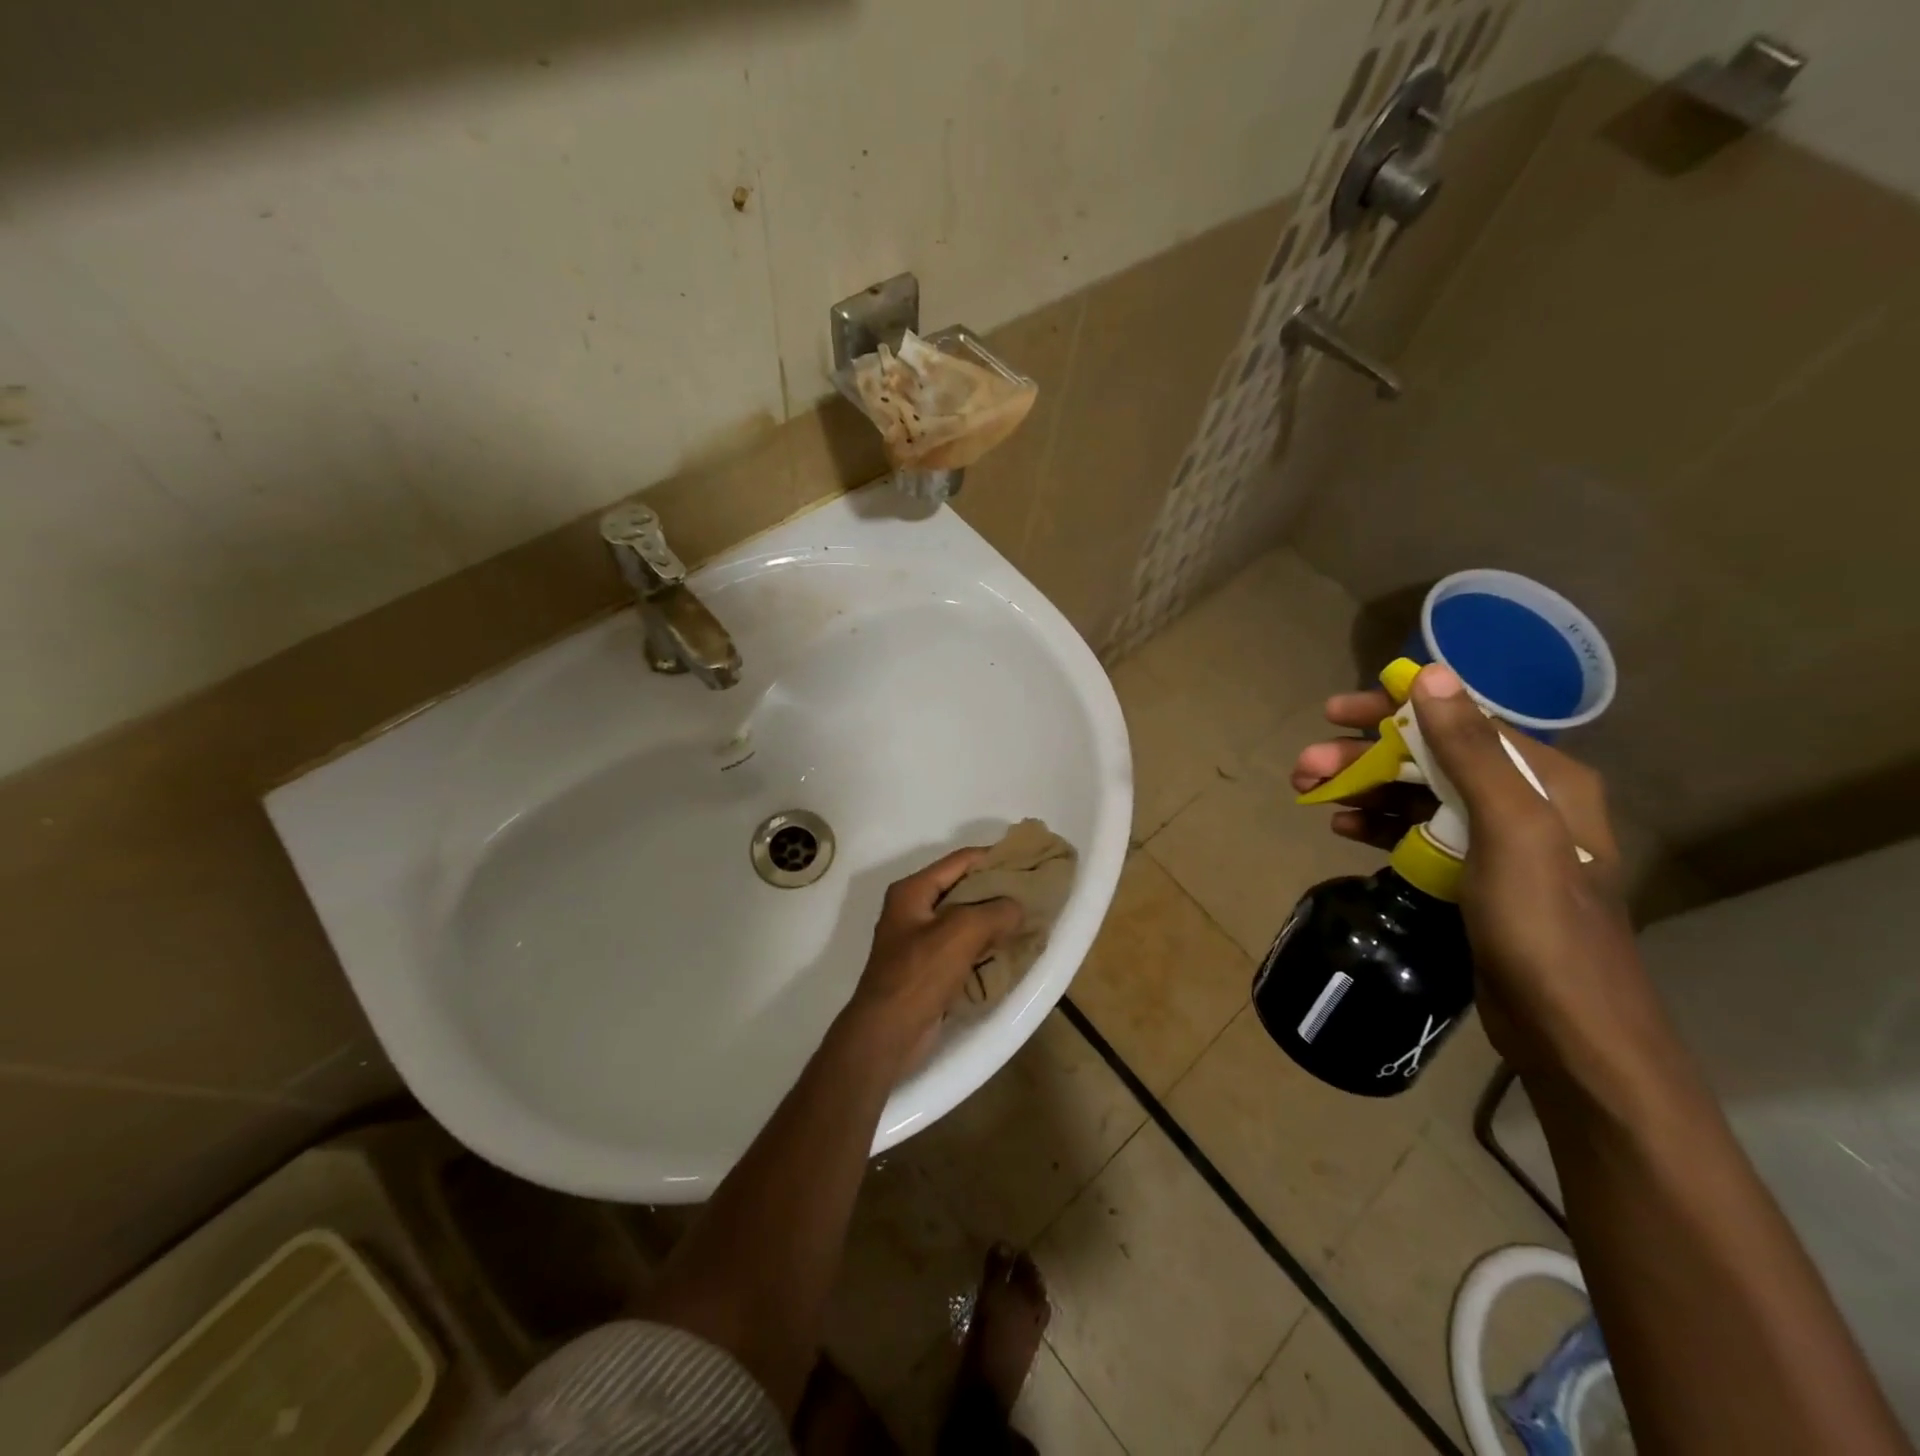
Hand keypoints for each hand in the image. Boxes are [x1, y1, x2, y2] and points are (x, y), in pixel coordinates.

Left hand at [841, 849, 1024, 1068]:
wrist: (887, 1034)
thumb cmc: (919, 974)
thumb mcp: (961, 932)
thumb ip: (994, 912)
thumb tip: (1016, 907)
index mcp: (912, 891)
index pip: (959, 860)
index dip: (992, 857)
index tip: (1026, 859)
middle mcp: (913, 910)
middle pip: (961, 888)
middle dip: (995, 889)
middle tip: (1032, 891)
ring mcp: (918, 941)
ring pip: (963, 920)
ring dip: (992, 920)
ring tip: (1027, 918)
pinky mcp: (927, 969)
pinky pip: (962, 947)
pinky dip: (984, 945)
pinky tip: (1008, 948)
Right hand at [1293, 666, 1646, 1080]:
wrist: (1570, 1031)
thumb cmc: (1542, 924)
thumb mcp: (1509, 829)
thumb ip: (1470, 750)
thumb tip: (1430, 675)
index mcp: (1542, 778)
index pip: (1457, 720)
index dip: (1392, 710)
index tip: (1332, 713)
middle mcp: (1521, 800)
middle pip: (1428, 758)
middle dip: (1362, 758)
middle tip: (1303, 768)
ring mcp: (1495, 842)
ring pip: (1416, 796)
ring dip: (1362, 790)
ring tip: (1309, 795)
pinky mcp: (1472, 877)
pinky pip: (1415, 834)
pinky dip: (1378, 825)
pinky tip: (1342, 828)